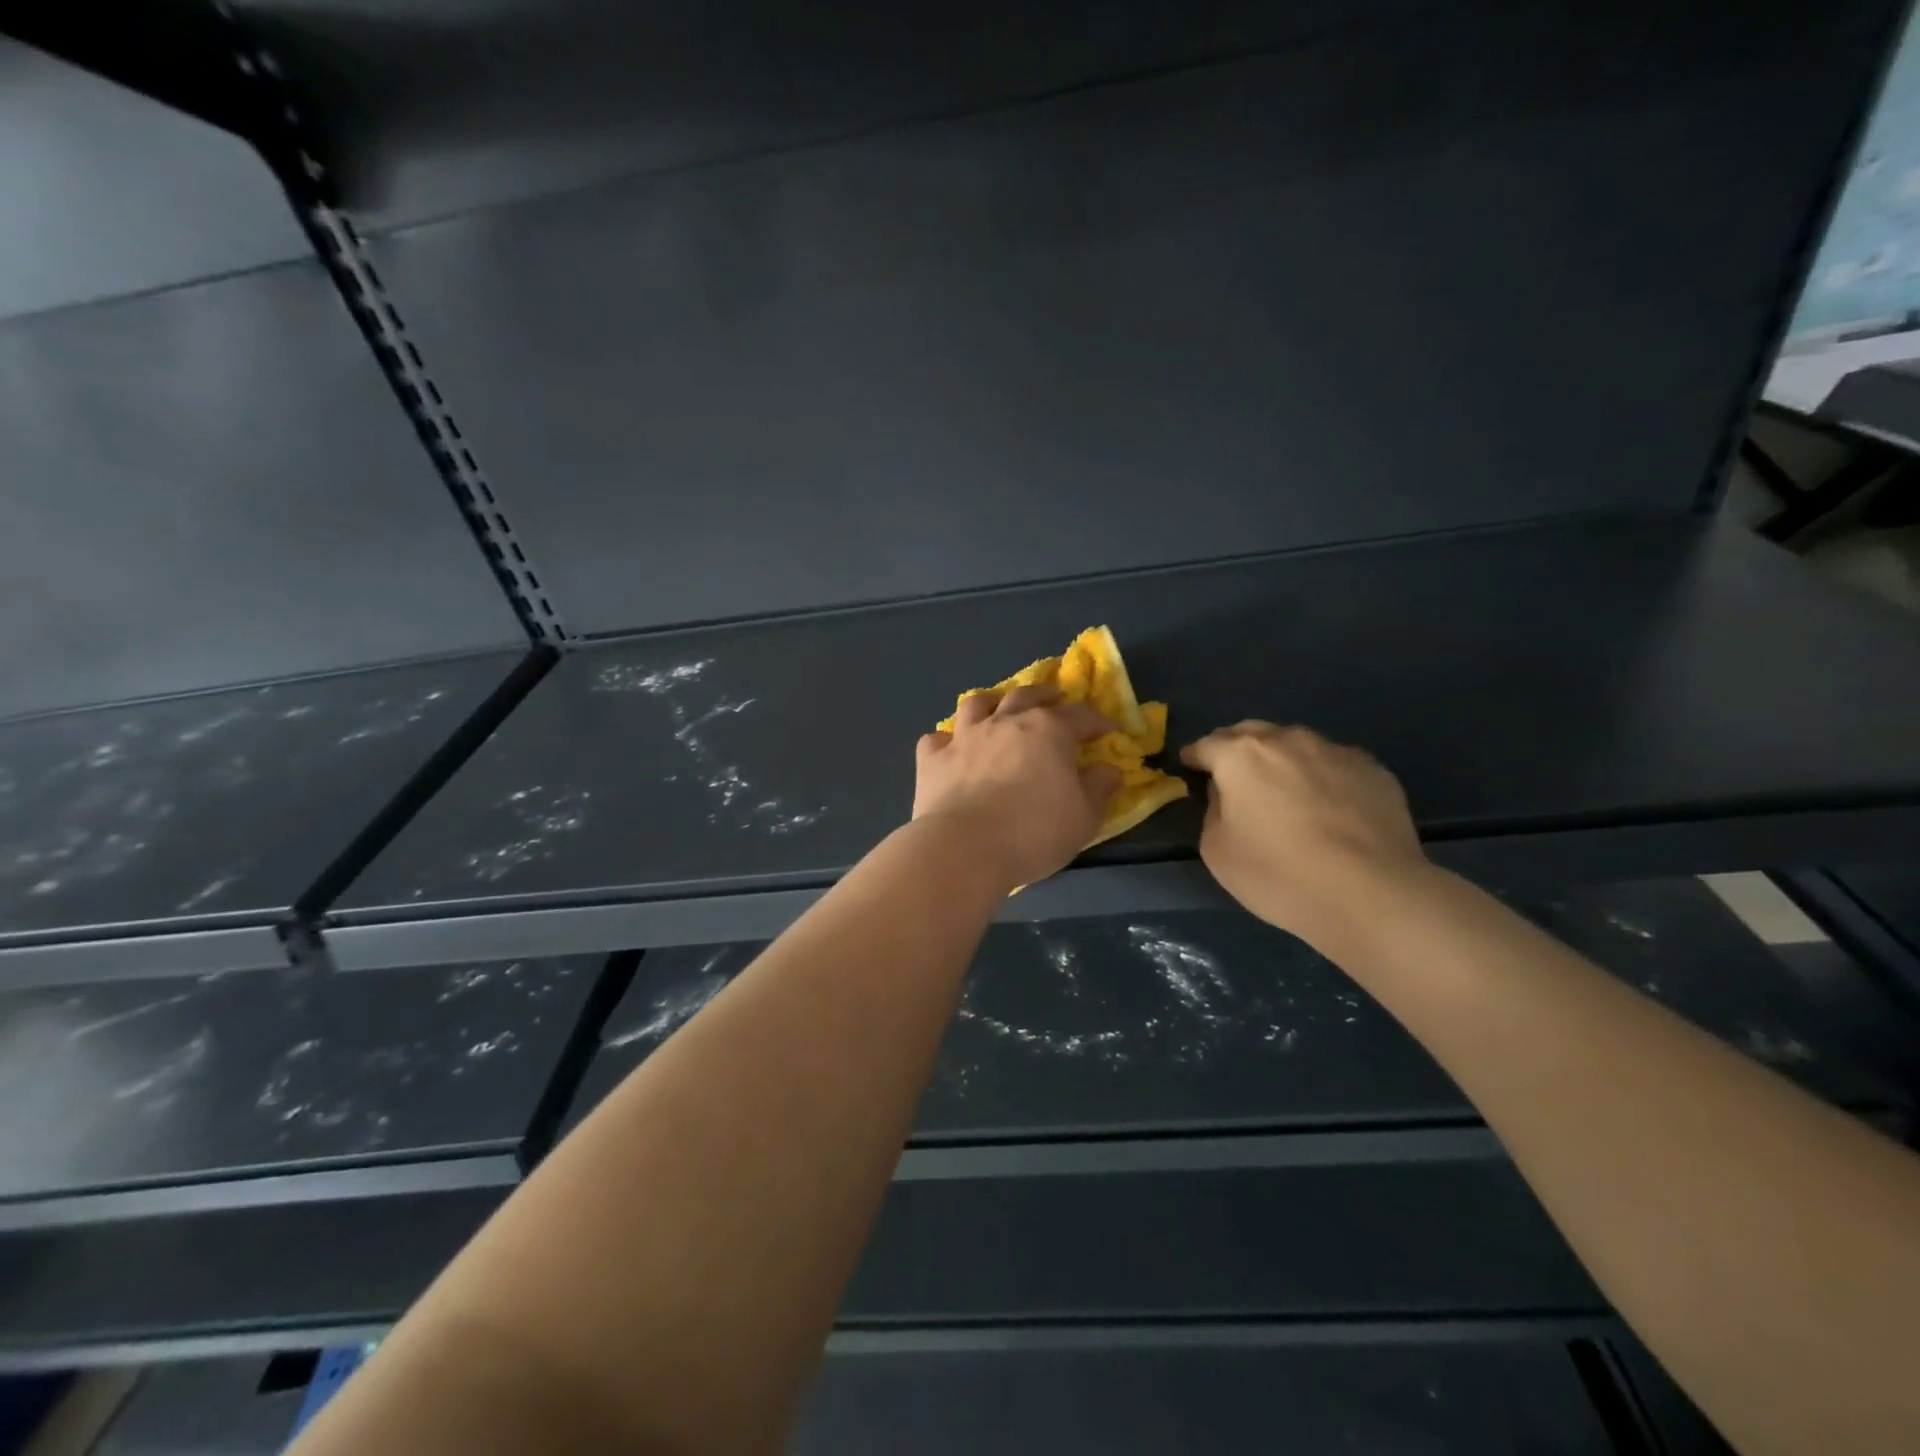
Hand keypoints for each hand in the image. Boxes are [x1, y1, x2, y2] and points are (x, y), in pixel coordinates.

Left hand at [914, 686, 1122, 889]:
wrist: (964, 848)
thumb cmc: (1034, 832)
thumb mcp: (1083, 817)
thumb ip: (1098, 788)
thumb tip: (1108, 770)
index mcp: (1048, 731)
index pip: (1080, 715)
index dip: (1097, 721)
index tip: (1108, 730)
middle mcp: (1004, 722)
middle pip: (1026, 695)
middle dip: (1044, 696)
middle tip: (1054, 700)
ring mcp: (964, 737)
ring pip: (977, 704)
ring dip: (992, 702)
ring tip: (998, 708)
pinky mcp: (932, 759)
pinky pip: (936, 738)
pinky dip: (946, 740)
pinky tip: (951, 748)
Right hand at [1181, 722, 1429, 952]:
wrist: (1371, 894)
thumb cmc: (1279, 874)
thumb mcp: (1217, 851)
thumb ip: (1214, 811)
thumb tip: (1228, 794)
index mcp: (1241, 756)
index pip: (1207, 745)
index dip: (1195, 756)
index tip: (1190, 765)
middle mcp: (1287, 740)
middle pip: (1252, 733)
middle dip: (1237, 748)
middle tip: (1234, 775)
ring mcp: (1334, 751)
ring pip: (1296, 744)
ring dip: (1282, 759)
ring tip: (1285, 789)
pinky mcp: (1373, 770)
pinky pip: (1334, 763)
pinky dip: (1321, 775)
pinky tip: (1328, 805)